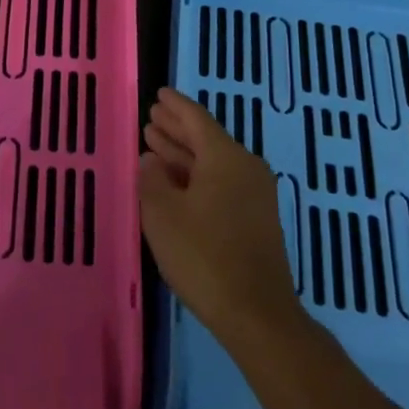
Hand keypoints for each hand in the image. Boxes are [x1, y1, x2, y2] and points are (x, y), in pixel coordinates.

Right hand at [140, 87, 301, 347]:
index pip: (196, 118)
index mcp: (225, 156)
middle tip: (152, 119)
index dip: (175, 106)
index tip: (159, 94)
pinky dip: (197, 176)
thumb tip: (151, 159)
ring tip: (155, 145)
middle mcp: (245, 167)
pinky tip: (176, 184)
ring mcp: (255, 194)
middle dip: (177, 129)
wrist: (257, 314)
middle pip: (207, 138)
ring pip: (213, 162)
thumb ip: (152, 179)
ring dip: (184, 154)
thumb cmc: (204, 256)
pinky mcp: (256, 220)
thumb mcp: (163, 214)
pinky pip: (222, 182)